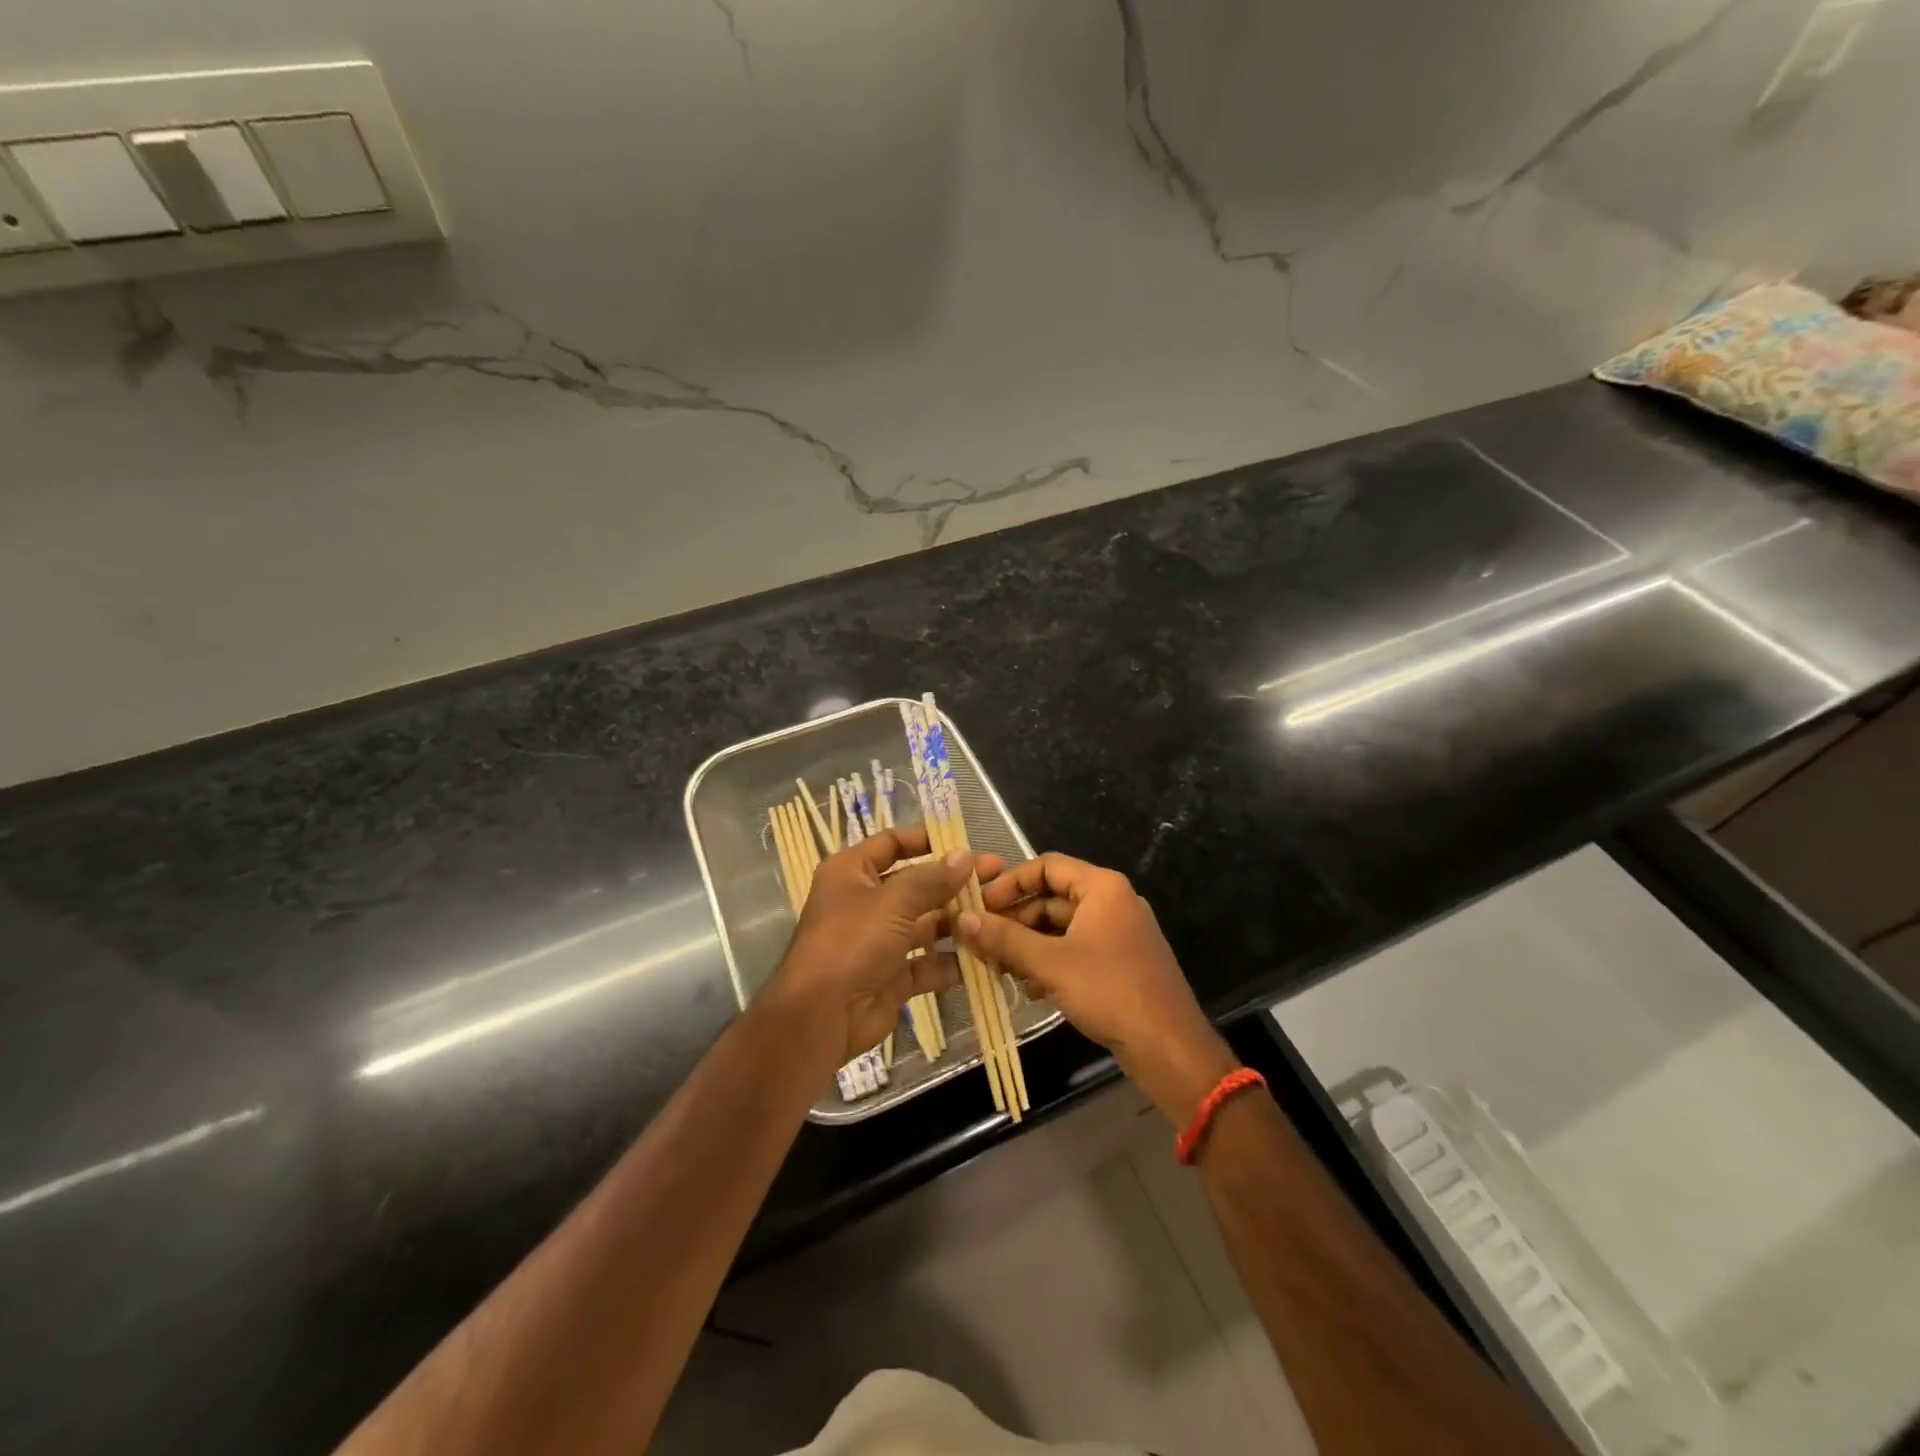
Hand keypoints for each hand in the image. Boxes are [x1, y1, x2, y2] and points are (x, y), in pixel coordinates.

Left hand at [759, 826, 1002, 1064]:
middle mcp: (865, 902)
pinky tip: (985, 953)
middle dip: (955, 882)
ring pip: (925, 924)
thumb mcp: (892, 902)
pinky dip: (952, 960)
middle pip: (916, 884)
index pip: (891, 843)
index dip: (926, 840)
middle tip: (997, 877)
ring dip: (959, 920)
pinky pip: (928, 962)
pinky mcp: (892, 975)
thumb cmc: (851, 943)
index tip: (965, 843)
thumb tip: (965, 857)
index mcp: (851, 873)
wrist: (820, 1017)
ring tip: (1000, 913)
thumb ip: (932, 879)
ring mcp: (879, 941)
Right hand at [956, 853, 1237, 1123]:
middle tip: (981, 942)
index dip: (1010, 883)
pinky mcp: (1118, 963)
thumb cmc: (1109, 991)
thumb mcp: (1050, 963)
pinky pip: (1075, 950)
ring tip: (998, 968)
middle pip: (1052, 898)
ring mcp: (1117, 934)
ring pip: (1061, 928)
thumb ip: (1004, 938)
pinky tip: (1027, 988)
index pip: (1046, 866)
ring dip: (1028, 945)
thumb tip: (962, 919)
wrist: (1168, 1047)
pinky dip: (1049, 962)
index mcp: (1102, 888)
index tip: (980, 906)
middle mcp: (1112, 902)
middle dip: (1015, 920)